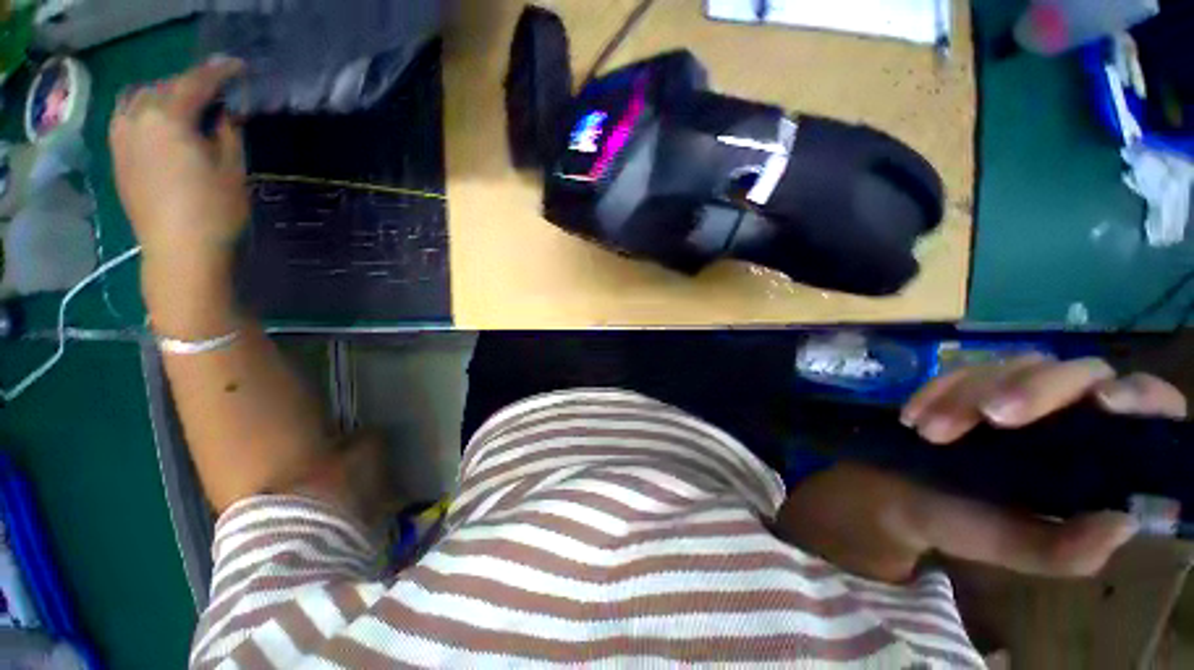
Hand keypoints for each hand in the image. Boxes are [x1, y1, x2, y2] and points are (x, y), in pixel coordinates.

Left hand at [109, 58, 247, 333]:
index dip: (219, 72)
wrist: (180, 253)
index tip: (238, 67)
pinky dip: (143, 111)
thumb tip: (222, 114)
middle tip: (215, 95)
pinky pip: (126, 118)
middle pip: (164, 86)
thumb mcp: (232, 169)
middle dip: (189, 85)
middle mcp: (137, 119)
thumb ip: (226, 133)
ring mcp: (122, 139)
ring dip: (162, 96)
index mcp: (168, 118)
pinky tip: (158, 124)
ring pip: (139, 99)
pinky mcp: (118, 158)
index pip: (195, 82)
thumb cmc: (215, 211)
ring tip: (183, 107)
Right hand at [775, 355, 1187, 583]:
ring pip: (1014, 366)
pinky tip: (912, 418)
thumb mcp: (1014, 548)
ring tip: (928, 433)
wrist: (896, 493)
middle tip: (987, 416)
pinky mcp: (971, 383)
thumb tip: (1126, 522)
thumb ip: (1066, 549)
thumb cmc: (963, 524)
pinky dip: (937, 391)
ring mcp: (1018, 392)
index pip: (1146, 408)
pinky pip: (961, 370)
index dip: (1139, 397)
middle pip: (1078, 372)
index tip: (1105, 403)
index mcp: (1098, 457)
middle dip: (1033, 390)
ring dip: (968, 395)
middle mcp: (1069, 415)